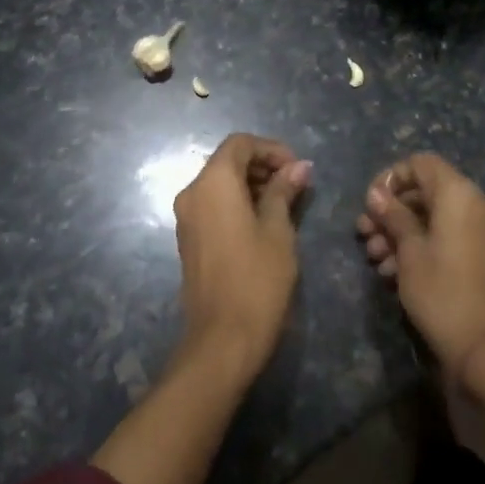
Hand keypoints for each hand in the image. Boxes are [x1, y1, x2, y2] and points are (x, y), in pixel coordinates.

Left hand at [172, 134, 312, 376]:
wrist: (222, 339)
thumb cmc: (257, 279)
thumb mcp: (279, 231)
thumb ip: (284, 191)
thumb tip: (299, 167)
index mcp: (213, 183)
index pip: (240, 144)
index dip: (271, 149)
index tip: (298, 169)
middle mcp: (192, 193)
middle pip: (227, 161)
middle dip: (263, 166)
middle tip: (296, 186)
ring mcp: (186, 218)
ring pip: (220, 184)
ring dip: (251, 185)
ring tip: (286, 205)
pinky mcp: (188, 239)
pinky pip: (213, 206)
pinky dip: (237, 203)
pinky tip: (264, 223)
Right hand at [358, 153, 484, 375]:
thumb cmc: (442, 291)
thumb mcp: (409, 251)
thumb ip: (393, 216)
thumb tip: (376, 194)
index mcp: (459, 194)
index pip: (420, 164)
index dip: (391, 178)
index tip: (370, 203)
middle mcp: (473, 205)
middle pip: (423, 192)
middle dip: (390, 211)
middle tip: (364, 234)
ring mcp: (477, 231)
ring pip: (430, 217)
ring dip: (399, 232)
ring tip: (374, 258)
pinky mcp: (476, 255)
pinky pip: (443, 237)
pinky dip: (418, 246)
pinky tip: (391, 272)